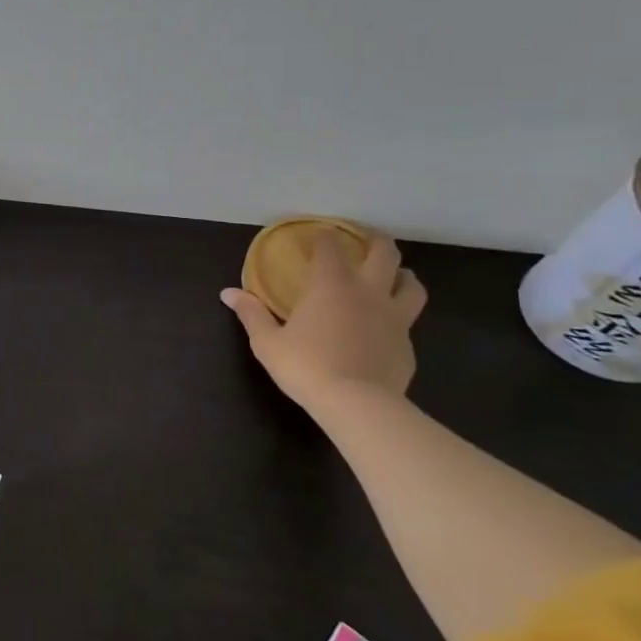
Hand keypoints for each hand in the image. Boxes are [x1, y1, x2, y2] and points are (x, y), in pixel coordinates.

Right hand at [221, 232, 426, 414]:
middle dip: (376, 241)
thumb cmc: (305, 366)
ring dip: (403, 275)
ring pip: (412, 285)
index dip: (324, 238)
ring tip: (393, 277)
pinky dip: (398, 318)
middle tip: (366, 239)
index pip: (331, 247)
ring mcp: (394, 319)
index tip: (317, 236)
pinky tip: (384, 329)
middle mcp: (368, 293)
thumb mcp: (267, 342)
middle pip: (385, 254)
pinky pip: (407, 323)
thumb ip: (251, 314)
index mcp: (331, 285)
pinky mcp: (407, 346)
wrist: (356, 405)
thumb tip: (228, 293)